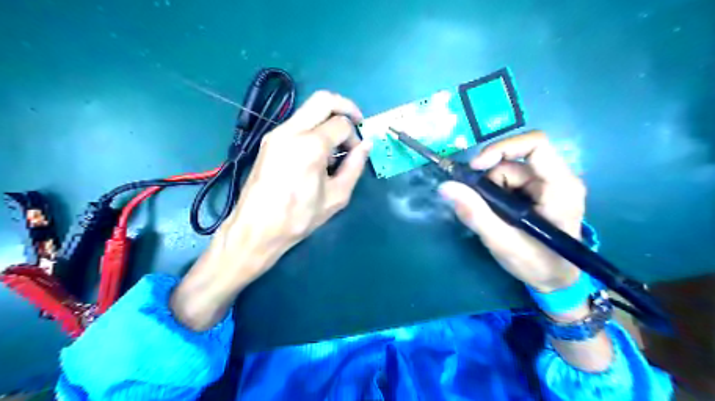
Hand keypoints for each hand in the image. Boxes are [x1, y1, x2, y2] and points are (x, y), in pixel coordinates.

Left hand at [171, 91, 371, 331]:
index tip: (356, 153)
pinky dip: (314, 127)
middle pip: (324, 99)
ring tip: (337, 143)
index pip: (342, 124)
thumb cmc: (298, 218)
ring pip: (309, 108)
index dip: (355, 136)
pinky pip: (297, 121)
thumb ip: (355, 167)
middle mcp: (291, 131)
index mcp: (310, 146)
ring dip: (329, 118)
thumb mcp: (336, 197)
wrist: (256, 229)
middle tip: (357, 123)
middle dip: (346, 107)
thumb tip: (366, 144)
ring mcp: (276, 133)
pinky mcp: (269, 140)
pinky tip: (318, 150)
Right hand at [442, 132, 585, 294]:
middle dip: (489, 182)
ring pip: (506, 172)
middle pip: (512, 161)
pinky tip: (497, 216)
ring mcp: (547, 184)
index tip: (476, 168)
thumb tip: (445, 186)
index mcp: (560, 186)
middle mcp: (557, 178)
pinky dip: (494, 196)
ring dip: (490, 192)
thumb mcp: (503, 242)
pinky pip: (507, 182)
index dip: (501, 148)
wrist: (556, 280)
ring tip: (493, 219)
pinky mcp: (537, 191)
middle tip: (481, 208)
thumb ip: (475, 213)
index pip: (535, 144)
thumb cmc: (538, 264)